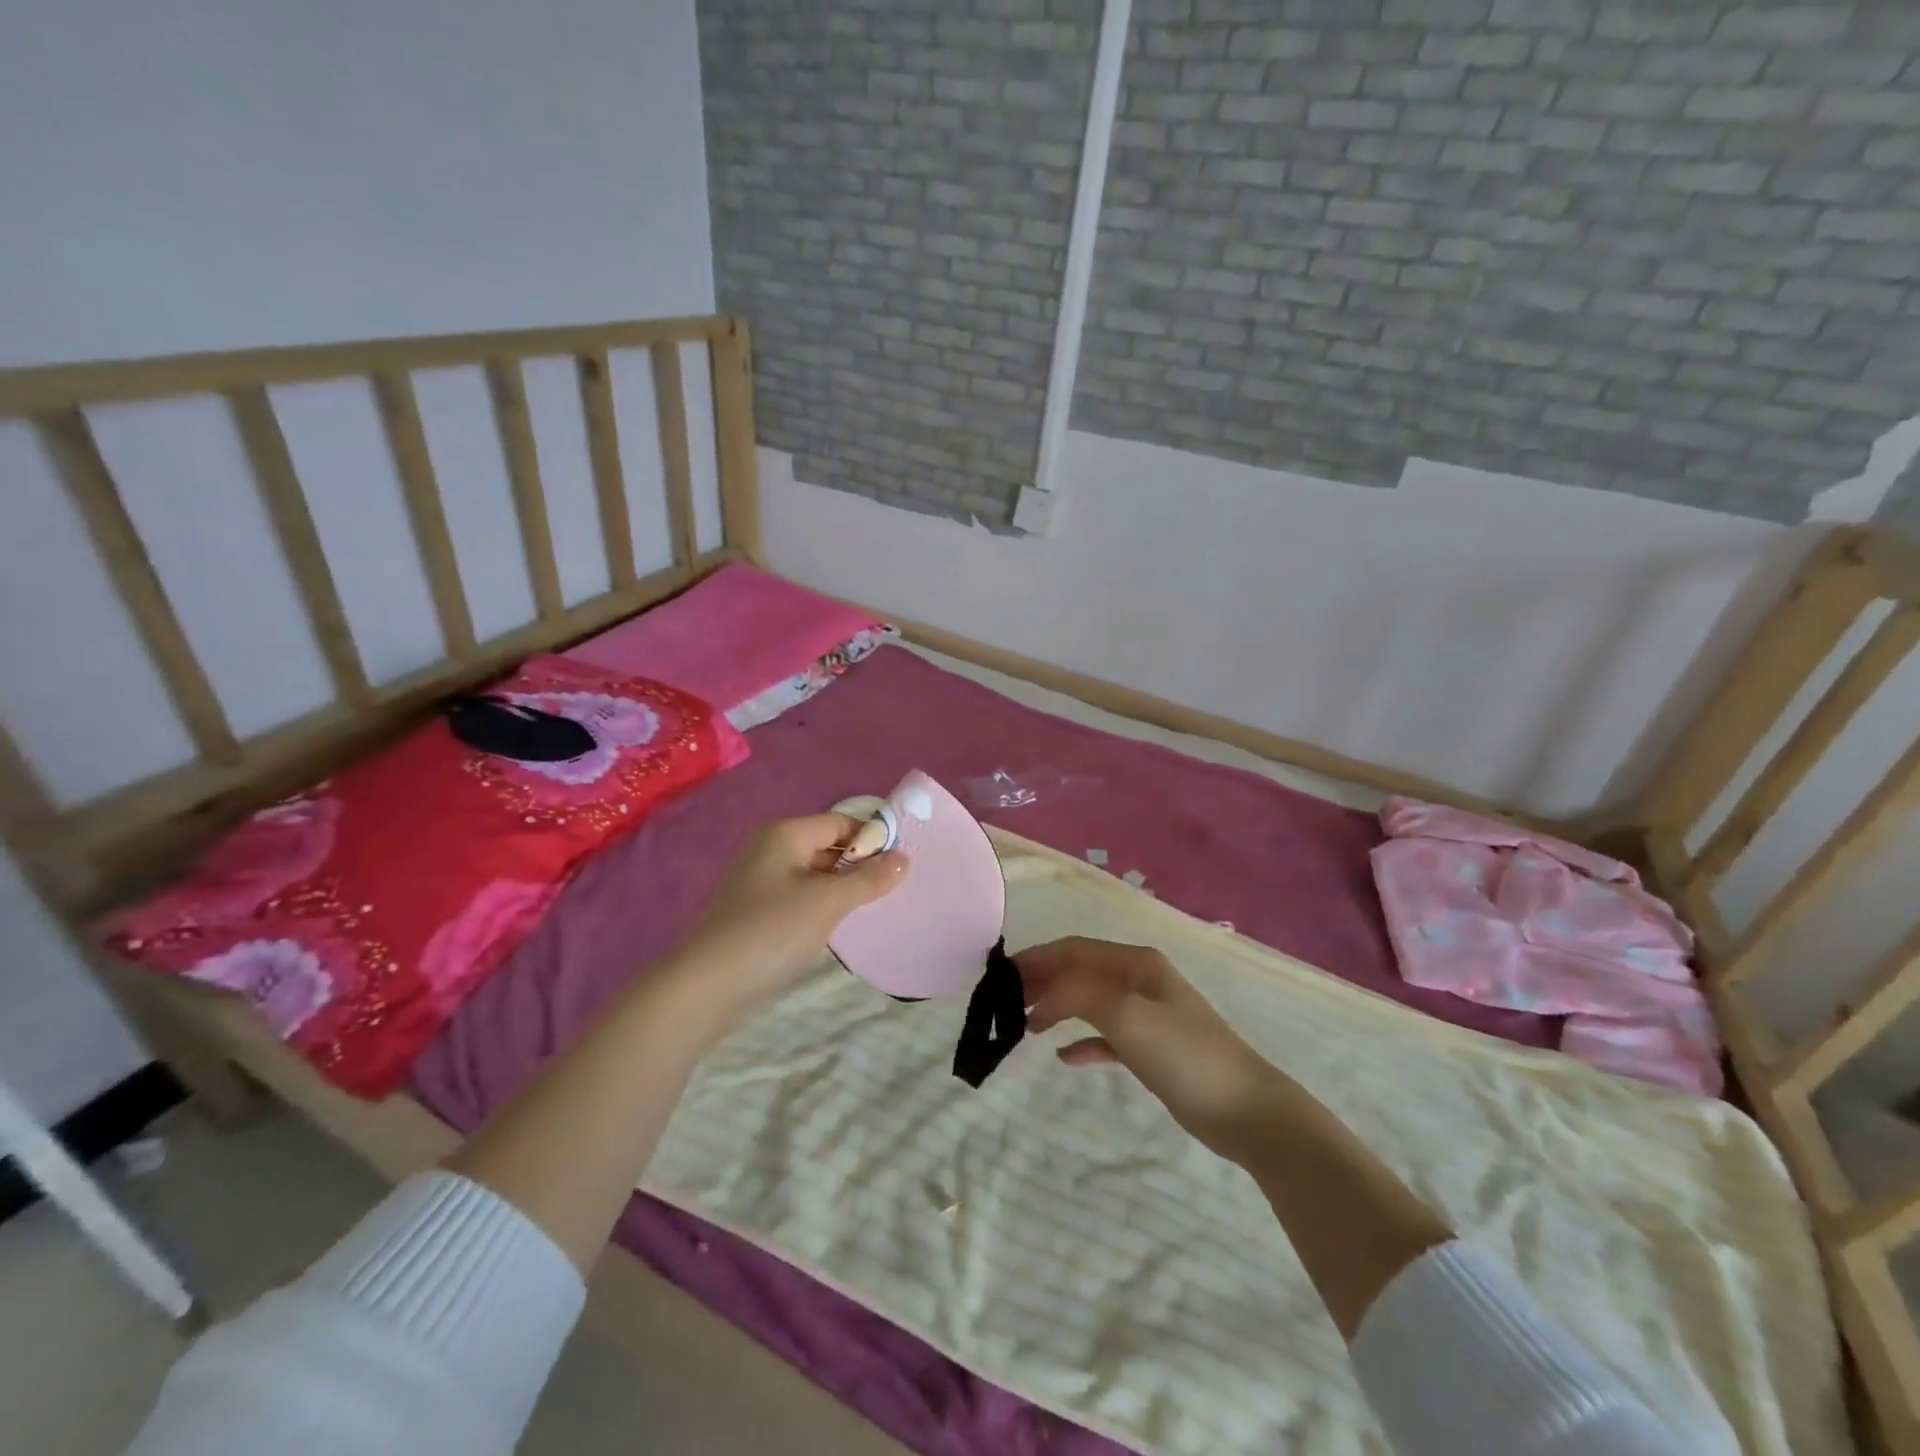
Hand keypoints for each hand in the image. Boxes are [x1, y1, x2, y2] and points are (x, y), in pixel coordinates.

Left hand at [672, 813, 907, 1013]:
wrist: (709, 985)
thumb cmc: (772, 930)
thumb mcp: (829, 902)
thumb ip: (869, 879)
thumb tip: (904, 858)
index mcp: (786, 834)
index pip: (841, 822)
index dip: (874, 837)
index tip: (905, 861)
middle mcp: (772, 849)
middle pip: (828, 846)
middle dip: (861, 864)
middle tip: (897, 887)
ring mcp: (762, 881)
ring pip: (817, 874)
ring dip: (844, 887)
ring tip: (877, 906)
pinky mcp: (759, 911)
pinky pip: (802, 897)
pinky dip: (824, 905)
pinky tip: (843, 925)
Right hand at [1018, 936, 1287, 1163]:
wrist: (1246, 1110)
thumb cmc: (1184, 1054)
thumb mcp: (1126, 1015)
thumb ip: (1077, 995)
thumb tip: (1040, 999)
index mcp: (1135, 963)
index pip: (1073, 950)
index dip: (1036, 959)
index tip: (1000, 978)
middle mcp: (1139, 980)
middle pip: (1079, 972)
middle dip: (1042, 982)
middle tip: (1005, 1004)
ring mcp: (1148, 1014)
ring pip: (1089, 1001)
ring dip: (1057, 1008)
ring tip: (1026, 1026)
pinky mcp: (1152, 1049)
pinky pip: (1107, 1036)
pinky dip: (1083, 1042)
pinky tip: (1065, 1058)